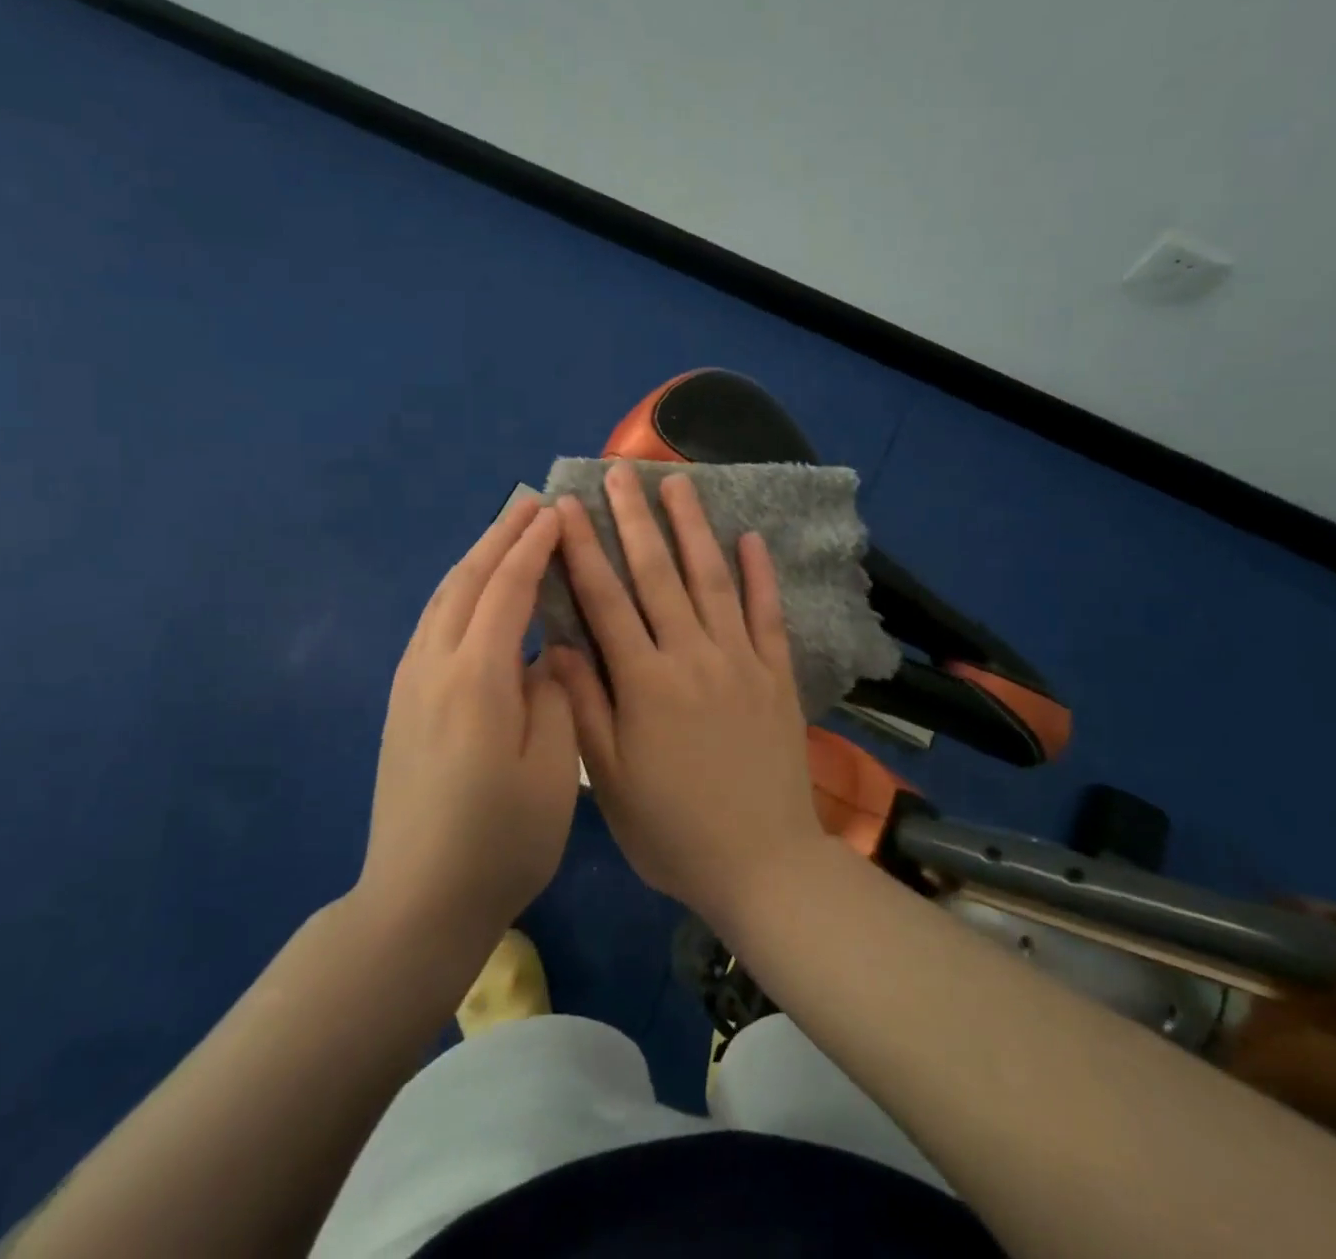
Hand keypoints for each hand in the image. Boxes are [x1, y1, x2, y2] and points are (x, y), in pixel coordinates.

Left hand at [359, 499, 579, 949]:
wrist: (418, 899)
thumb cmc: (500, 838)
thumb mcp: (552, 768)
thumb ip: (554, 694)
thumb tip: (546, 654)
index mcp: (477, 677)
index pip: (507, 589)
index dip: (533, 547)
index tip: (558, 513)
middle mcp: (434, 666)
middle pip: (466, 581)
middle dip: (499, 536)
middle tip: (530, 503)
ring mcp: (410, 683)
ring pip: (443, 598)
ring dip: (475, 558)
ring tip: (504, 534)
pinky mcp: (402, 703)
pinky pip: (432, 623)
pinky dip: (457, 591)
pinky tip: (472, 594)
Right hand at [547, 462, 826, 934]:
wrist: (763, 865)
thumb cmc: (673, 831)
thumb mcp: (610, 780)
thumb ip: (585, 706)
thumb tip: (558, 643)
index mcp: (644, 682)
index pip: (605, 600)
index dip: (583, 549)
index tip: (567, 505)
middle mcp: (692, 656)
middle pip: (658, 574)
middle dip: (635, 518)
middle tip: (620, 471)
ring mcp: (741, 660)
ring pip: (712, 579)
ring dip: (693, 527)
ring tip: (678, 483)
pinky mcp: (777, 674)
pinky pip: (768, 613)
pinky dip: (760, 573)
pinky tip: (751, 537)